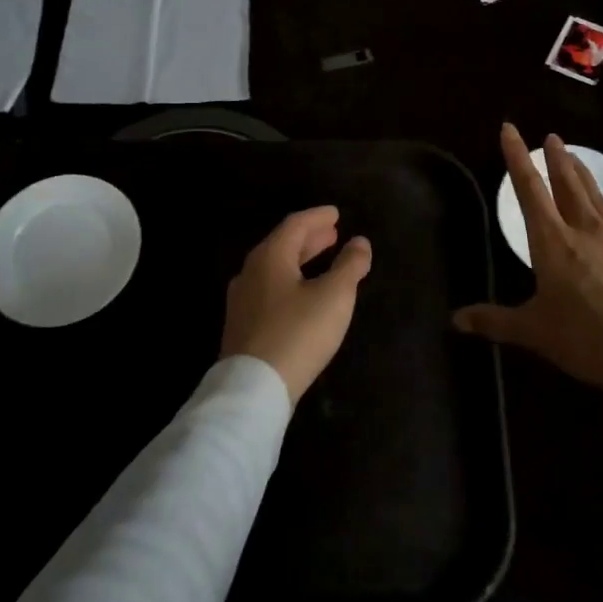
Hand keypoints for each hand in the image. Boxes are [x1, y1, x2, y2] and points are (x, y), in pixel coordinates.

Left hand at [221, 206, 372, 401]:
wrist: (253, 388)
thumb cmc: (298, 333)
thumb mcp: (334, 296)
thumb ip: (350, 265)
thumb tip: (360, 242)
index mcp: (270, 257)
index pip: (295, 225)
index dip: (317, 217)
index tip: (336, 214)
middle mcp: (250, 272)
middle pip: (281, 246)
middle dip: (309, 238)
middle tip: (332, 234)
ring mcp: (242, 301)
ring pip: (274, 269)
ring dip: (299, 260)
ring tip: (321, 259)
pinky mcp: (242, 326)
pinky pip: (269, 290)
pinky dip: (290, 281)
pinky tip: (301, 295)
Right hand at [453, 124, 602, 385]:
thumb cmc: (582, 338)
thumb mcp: (532, 330)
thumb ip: (493, 320)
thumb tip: (456, 320)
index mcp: (552, 241)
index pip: (530, 189)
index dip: (517, 157)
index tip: (510, 130)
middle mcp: (583, 228)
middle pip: (566, 182)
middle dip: (555, 158)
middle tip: (550, 137)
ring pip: (593, 192)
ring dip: (580, 171)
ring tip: (572, 157)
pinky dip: (600, 196)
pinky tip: (602, 202)